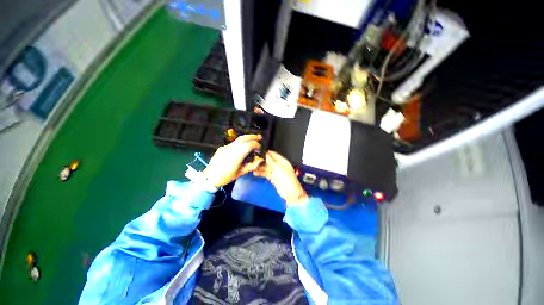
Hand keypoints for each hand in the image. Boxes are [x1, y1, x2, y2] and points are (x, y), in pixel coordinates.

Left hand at [203, 134, 263, 187]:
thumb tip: (261, 160)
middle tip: (260, 137)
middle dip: (252, 136)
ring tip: (253, 139)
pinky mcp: (222, 147)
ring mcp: (225, 147)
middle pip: (243, 138)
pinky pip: (233, 143)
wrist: (209, 177)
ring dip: (247, 138)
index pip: (248, 145)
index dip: (256, 144)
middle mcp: (231, 148)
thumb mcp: (241, 173)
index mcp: (236, 156)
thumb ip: (252, 166)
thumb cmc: (226, 177)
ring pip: (238, 139)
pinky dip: (240, 142)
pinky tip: (243, 146)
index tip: (260, 147)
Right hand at [253, 151, 307, 205]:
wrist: (291, 193)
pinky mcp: (272, 178)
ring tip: (253, 167)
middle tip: (254, 160)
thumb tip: (267, 154)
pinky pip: (265, 174)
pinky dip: (261, 173)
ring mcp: (275, 172)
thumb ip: (273, 162)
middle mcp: (279, 166)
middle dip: (262, 160)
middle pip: (269, 161)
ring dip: (260, 167)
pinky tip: (255, 173)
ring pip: (266, 168)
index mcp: (283, 162)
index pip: (275, 155)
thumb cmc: (288, 180)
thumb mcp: (281, 169)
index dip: (268, 153)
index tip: (260, 151)